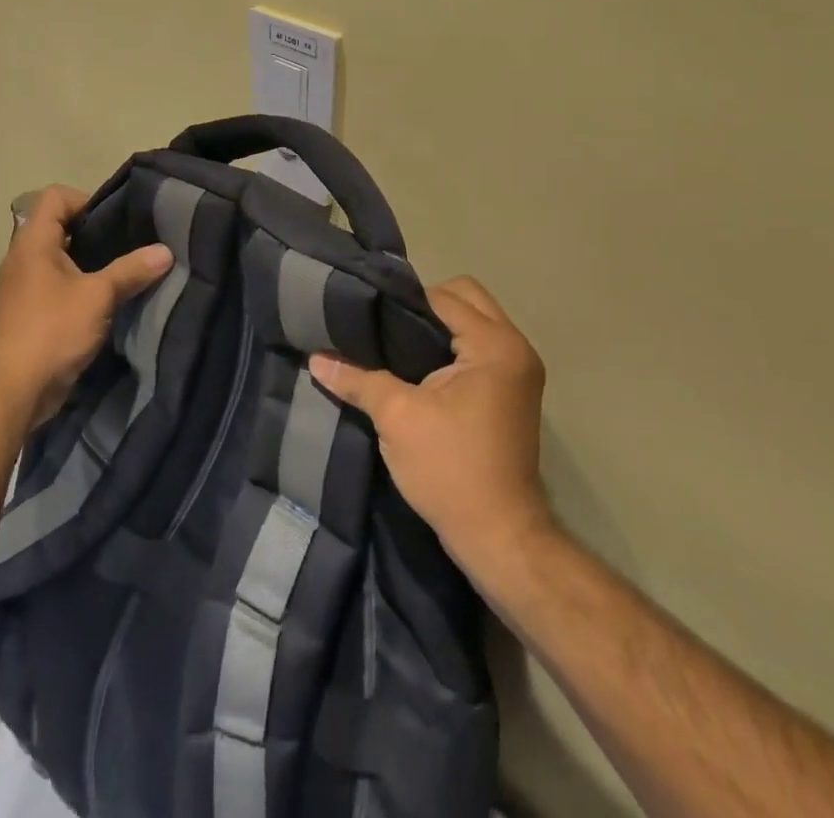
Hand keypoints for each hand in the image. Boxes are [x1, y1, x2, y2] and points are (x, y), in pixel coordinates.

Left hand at [0, 185, 173, 427]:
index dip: (86, 199)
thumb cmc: (51, 331)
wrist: (12, 393)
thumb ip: (131, 270)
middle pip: (59, 225)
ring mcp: (24, 286)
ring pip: (60, 258)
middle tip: (129, 243)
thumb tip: (166, 251)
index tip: (115, 222)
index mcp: (33, 242)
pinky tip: (107, 300)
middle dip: (95, 232)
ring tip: (124, 270)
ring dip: (90, 262)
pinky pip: (58, 284)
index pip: (55, 197)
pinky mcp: (30, 312)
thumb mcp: (98, 296)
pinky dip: (80, 285)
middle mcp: (24, 258)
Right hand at [310, 276, 551, 572]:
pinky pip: (478, 346)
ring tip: (395, 344)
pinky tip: (415, 366)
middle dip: (424, 306)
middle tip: (385, 327)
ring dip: (438, 327)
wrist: (498, 537)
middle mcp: (515, 347)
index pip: (443, 297)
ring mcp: (518, 370)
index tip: (365, 311)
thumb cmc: (450, 469)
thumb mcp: (396, 417)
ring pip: (473, 322)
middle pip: (465, 298)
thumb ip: (357, 378)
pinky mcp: (512, 390)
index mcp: (495, 345)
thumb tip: (315, 357)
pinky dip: (450, 347)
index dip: (401, 301)